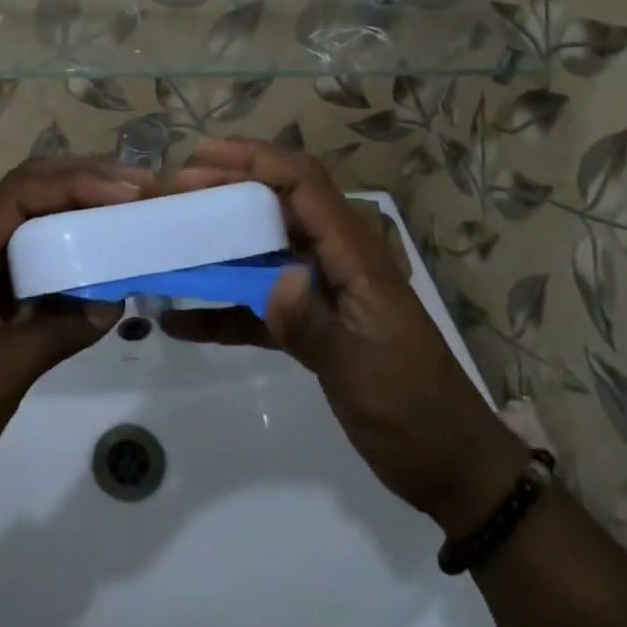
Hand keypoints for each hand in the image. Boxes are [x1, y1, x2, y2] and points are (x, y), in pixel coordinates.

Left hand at [0, 158, 150, 492]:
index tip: (127, 192)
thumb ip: (54, 334)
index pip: (21, 194)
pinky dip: (72, 249)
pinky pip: (37, 256)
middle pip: (31, 192)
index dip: (76, 183)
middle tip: (141, 190)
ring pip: (36, 219)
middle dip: (85, 183)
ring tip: (132, 211)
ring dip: (81, 209)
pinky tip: (103, 255)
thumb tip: (113, 301)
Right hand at [161, 139, 526, 535]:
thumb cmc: (414, 413)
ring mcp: (324, 293)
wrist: (453, 469)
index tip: (201, 157)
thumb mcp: (361, 372)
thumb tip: (272, 280)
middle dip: (228, 188)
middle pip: (279, 204)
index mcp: (355, 256)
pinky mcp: (314, 326)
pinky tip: (181, 320)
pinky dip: (224, 305)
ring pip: (265, 249)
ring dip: (220, 241)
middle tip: (176, 190)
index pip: (303, 185)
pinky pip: (261, 302)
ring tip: (173, 236)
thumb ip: (313, 325)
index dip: (254, 160)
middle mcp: (337, 261)